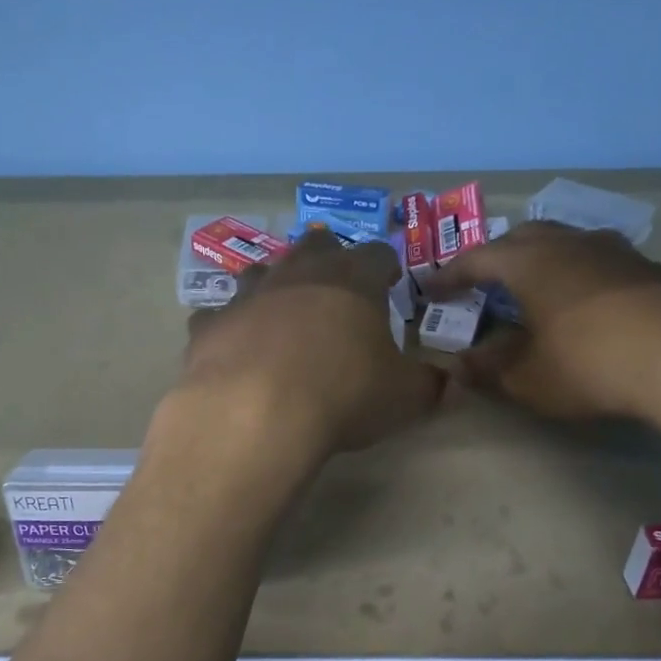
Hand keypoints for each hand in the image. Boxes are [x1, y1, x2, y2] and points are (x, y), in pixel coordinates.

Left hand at [168, 230, 443, 461]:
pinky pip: (219, 316)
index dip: (387, 266)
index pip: (378, 254)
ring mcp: (248, 295)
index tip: (391, 280)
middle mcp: (298, 273)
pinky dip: (229, 327)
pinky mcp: (210, 324)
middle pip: (316, 247)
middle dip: (328, 260)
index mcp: (352, 279)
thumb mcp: (405, 397)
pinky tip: (234, 346)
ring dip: (273, 285)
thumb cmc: (344, 394)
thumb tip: (450, 383)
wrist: (256, 413)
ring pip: (261, 271)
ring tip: (281, 311)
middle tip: (335, 287)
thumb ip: (431, 385)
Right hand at [421, 220, 660, 426]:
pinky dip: (578, 275)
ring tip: (534, 289)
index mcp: (530, 262)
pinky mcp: (649, 269)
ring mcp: (614, 251)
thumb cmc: (590, 364)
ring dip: (542, 261)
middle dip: (497, 257)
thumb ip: (488, 370)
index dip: (449, 275)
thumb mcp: (528, 378)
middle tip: (483, 282)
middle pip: (522, 238)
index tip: (430, 289)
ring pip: (566, 242)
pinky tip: (585, 304)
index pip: (476, 259)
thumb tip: (459, 366)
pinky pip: (598, 260)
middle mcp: (569, 243)